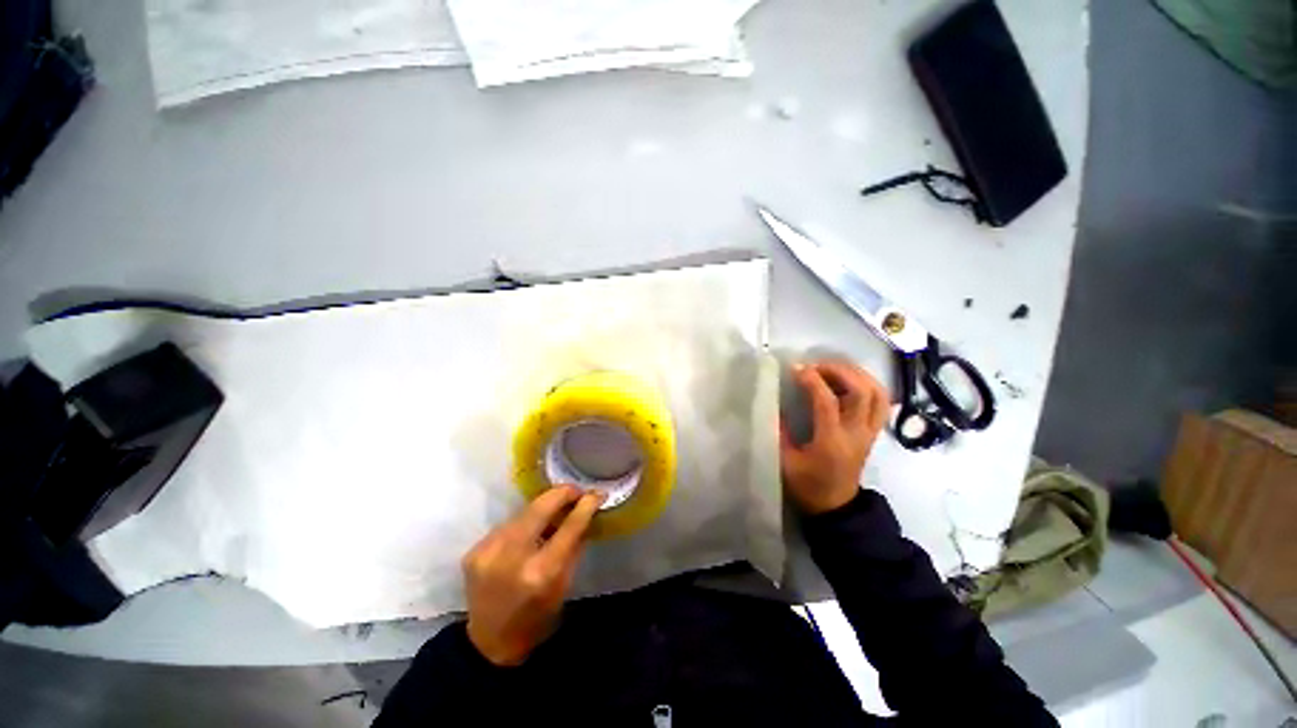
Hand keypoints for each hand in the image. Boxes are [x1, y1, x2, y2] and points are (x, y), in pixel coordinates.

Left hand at [463, 486, 601, 665]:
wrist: (489, 643)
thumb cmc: (537, 618)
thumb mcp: (564, 584)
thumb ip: (575, 544)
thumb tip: (586, 510)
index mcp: (541, 572)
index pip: (569, 526)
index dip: (586, 504)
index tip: (597, 493)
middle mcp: (512, 556)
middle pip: (541, 506)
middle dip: (562, 493)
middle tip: (577, 491)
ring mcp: (488, 551)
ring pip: (524, 512)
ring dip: (543, 507)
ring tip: (556, 509)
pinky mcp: (474, 550)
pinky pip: (508, 524)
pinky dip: (524, 522)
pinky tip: (530, 530)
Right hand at [781, 361, 890, 514]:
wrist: (836, 507)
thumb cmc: (808, 486)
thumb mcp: (785, 462)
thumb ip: (779, 432)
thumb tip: (773, 403)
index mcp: (831, 442)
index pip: (827, 403)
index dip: (812, 381)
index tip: (795, 369)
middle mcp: (856, 434)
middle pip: (860, 392)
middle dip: (838, 371)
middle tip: (815, 365)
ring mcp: (869, 432)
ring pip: (877, 393)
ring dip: (856, 374)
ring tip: (833, 368)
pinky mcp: (873, 432)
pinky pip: (881, 402)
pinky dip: (869, 384)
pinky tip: (850, 380)